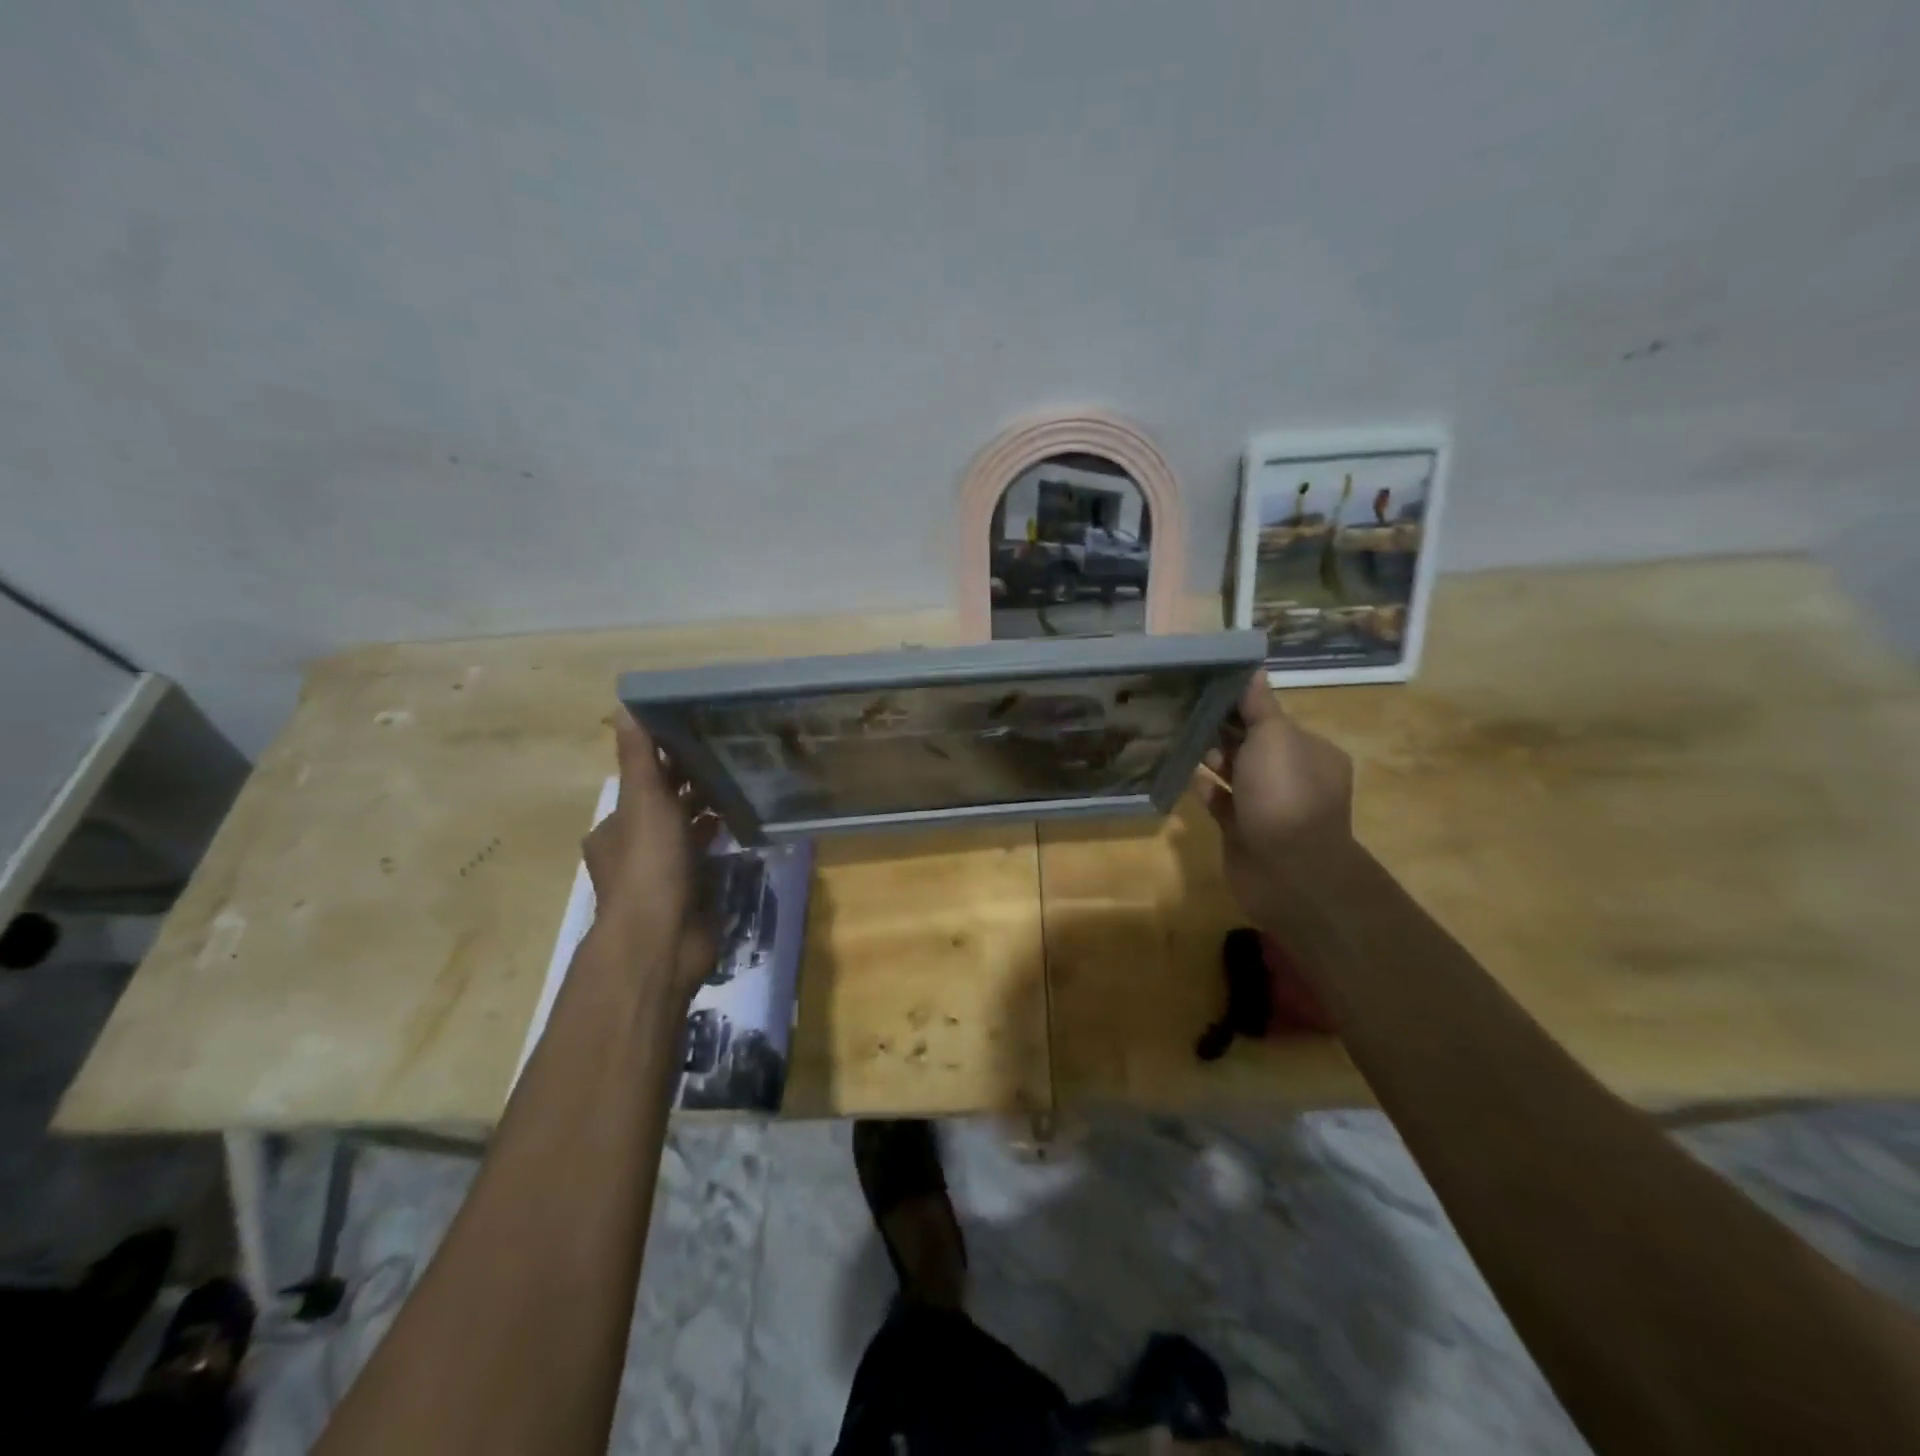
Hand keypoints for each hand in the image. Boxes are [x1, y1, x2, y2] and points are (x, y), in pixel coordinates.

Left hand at [581, 709, 718, 996]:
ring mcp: (661, 876)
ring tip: (743, 786)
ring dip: (708, 814)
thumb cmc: (650, 865)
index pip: (641, 785)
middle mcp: (632, 850)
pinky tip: (744, 826)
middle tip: (731, 760)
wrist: (662, 939)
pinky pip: (707, 859)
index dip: (668, 762)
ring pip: (687, 834)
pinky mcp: (688, 895)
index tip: (702, 740)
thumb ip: (639, 757)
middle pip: (665, 808)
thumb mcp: (644, 801)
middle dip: (692, 787)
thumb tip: (624, 705)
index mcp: (614, 828)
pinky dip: (721, 842)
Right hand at [1194, 679, 1356, 925]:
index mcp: (1311, 751)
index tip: (1206, 687)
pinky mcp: (1243, 829)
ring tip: (1177, 735)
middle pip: (1253, 744)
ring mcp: (1268, 806)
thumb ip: (1259, 706)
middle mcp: (1293, 776)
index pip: (1273, 719)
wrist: (1286, 871)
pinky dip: (1203, 786)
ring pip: (1234, 772)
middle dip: (1222, 729)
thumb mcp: (1275, 737)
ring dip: (1210, 756)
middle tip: (1183, 709)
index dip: (1242, 703)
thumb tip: (1252, 670)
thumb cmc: (1284, 794)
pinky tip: (1181, 771)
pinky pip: (1220, 801)